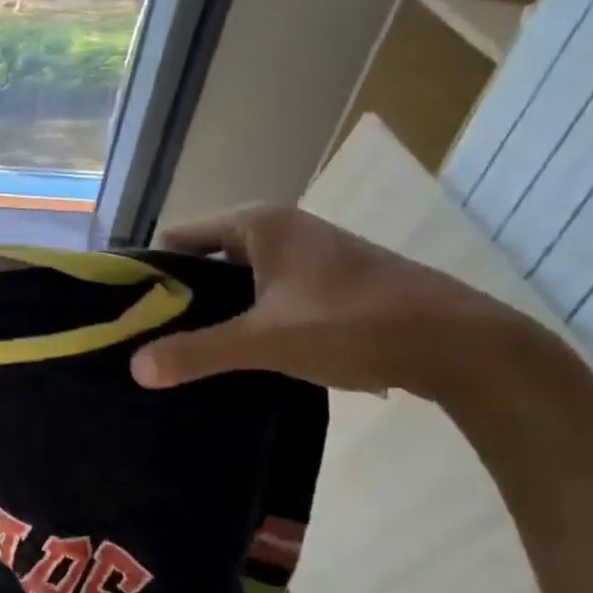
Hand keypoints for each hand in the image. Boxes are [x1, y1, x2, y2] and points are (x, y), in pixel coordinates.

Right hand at [130, 205, 533, 397]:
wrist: (464, 346)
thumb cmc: (355, 324)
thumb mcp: (265, 340)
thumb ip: (197, 352)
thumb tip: (135, 368)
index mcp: (259, 225)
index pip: (178, 235)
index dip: (151, 270)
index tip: (129, 310)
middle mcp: (281, 230)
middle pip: (204, 258)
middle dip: (178, 296)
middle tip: (149, 337)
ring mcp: (308, 256)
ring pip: (237, 280)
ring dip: (212, 311)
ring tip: (185, 350)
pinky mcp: (327, 284)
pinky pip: (264, 294)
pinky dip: (245, 318)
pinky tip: (238, 353)